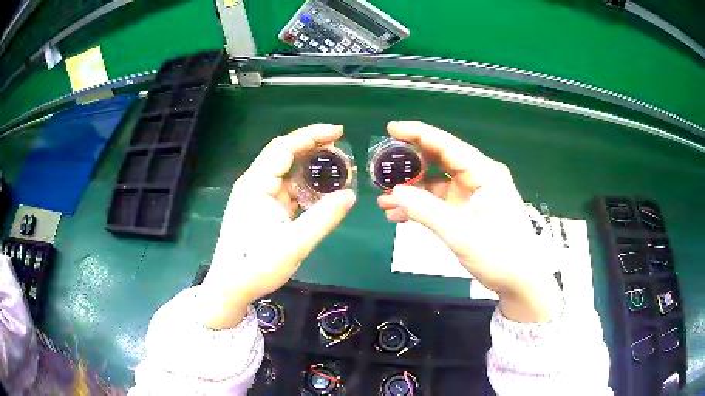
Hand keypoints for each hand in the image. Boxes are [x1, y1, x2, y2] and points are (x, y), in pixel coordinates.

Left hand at [199, 124, 355, 328]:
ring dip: (309, 170)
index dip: (312, 135)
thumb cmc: (257, 265)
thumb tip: (350, 194)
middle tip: (342, 151)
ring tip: (336, 170)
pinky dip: (303, 189)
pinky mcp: (260, 211)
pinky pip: (284, 192)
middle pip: (284, 156)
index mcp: (256, 184)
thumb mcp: (295, 243)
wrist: (230, 288)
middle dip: (313, 149)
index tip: (339, 132)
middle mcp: (254, 185)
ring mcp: (256, 198)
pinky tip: (319, 194)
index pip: (285, 147)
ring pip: (285, 175)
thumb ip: (324, 217)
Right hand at [378, 121, 561, 322]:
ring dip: (411, 191)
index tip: (391, 128)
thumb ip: (426, 210)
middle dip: (410, 164)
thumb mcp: (461, 232)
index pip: (447, 145)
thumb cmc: (499, 254)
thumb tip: (394, 192)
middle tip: (381, 166)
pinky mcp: (467, 211)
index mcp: (484, 173)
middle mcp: (478, 178)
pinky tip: (398, 215)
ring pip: (436, 184)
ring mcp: (472, 195)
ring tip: (383, 199)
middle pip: (440, 161)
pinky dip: (420, 207)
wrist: (519, 282)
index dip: (418, 134)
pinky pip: (439, 203)